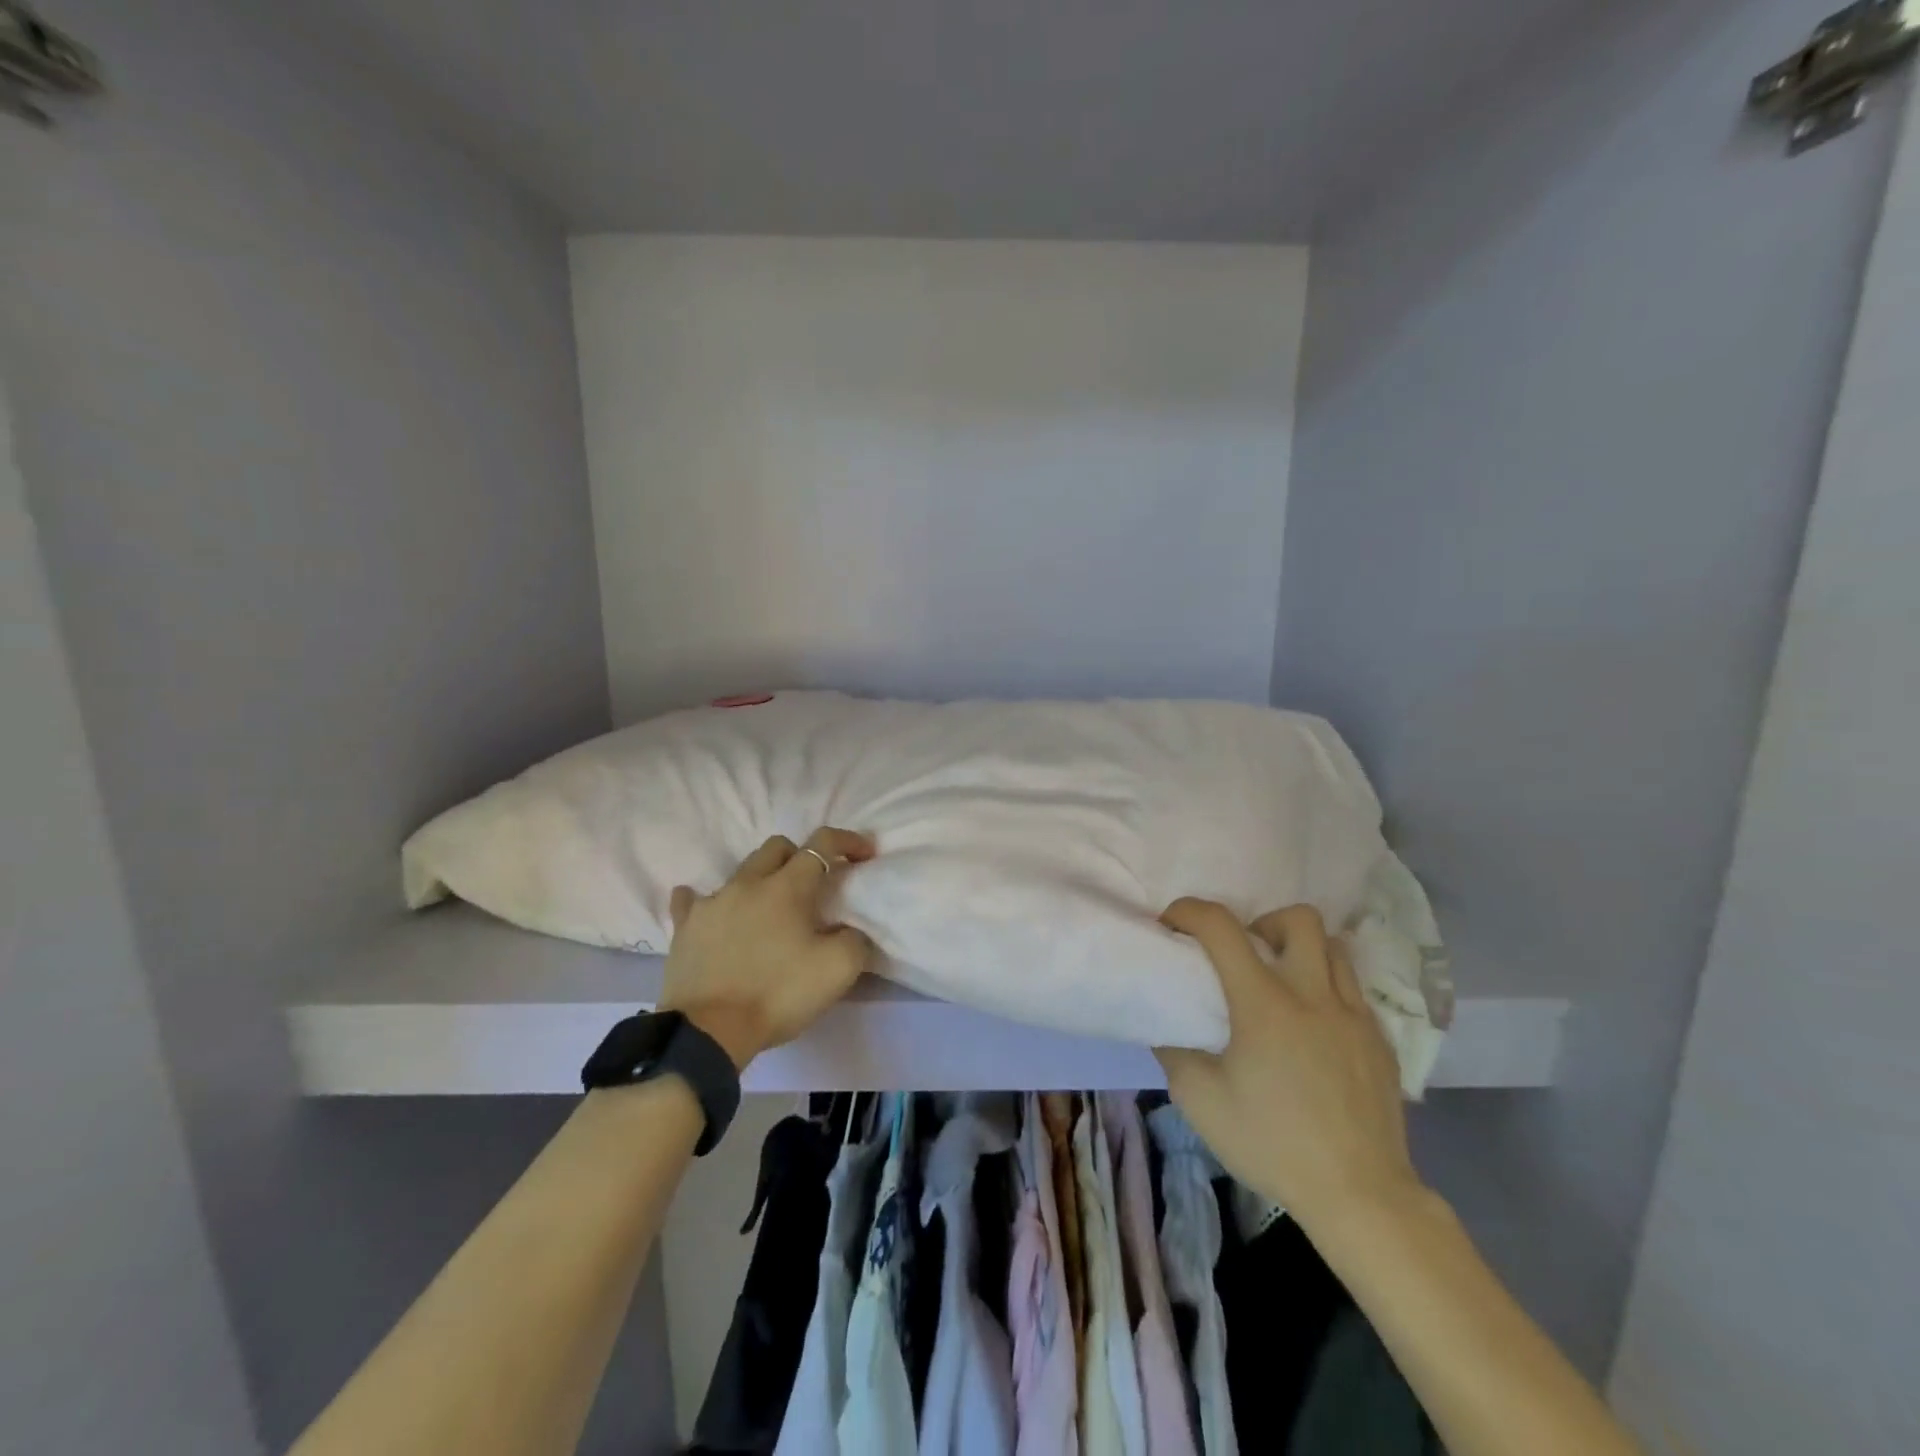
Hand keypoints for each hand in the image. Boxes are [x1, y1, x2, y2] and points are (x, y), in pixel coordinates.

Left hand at [658, 828, 878, 1070]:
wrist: (708, 1032)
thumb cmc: (777, 994)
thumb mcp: (838, 970)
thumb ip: (855, 939)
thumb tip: (850, 930)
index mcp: (787, 887)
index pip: (822, 844)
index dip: (848, 841)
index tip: (865, 853)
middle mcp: (748, 883)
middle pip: (777, 847)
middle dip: (801, 856)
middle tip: (814, 884)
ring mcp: (711, 902)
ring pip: (740, 872)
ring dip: (761, 880)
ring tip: (769, 908)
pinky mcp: (684, 927)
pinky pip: (692, 900)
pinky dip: (707, 901)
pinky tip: (714, 912)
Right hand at [1154, 898, 1423, 1235]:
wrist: (1361, 1196)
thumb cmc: (1273, 1145)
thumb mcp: (1200, 1102)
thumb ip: (1175, 1052)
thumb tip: (1168, 1025)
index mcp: (1264, 1004)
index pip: (1221, 927)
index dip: (1189, 911)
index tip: (1172, 924)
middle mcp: (1313, 995)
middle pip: (1298, 918)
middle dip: (1263, 921)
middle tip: (1246, 954)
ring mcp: (1354, 1015)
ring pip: (1334, 947)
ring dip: (1301, 950)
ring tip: (1283, 983)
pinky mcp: (1380, 1041)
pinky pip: (1353, 990)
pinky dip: (1328, 988)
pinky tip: (1314, 1028)